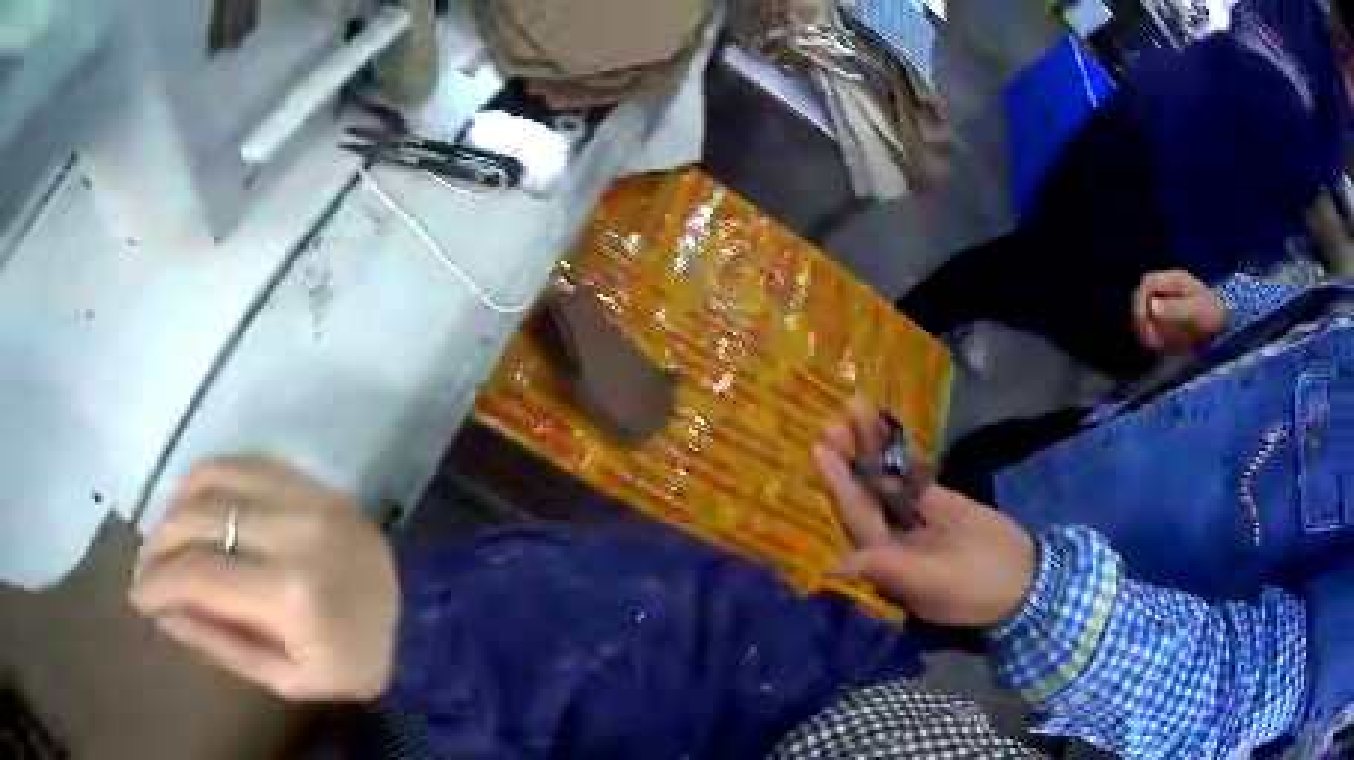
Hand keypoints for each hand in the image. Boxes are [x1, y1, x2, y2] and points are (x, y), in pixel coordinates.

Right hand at [130, 457, 399, 701]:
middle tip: (146, 569)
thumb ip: (221, 645)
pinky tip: (193, 503)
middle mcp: (292, 532)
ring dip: (175, 507)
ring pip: (212, 481)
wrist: (421, 620)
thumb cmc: (352, 663)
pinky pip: (241, 461)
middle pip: (197, 520)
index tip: (137, 596)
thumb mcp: (289, 679)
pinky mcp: (312, 480)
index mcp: (290, 596)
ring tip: (164, 539)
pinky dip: (205, 478)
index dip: (157, 583)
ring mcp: (305, 496)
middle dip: (158, 544)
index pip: (198, 575)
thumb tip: (163, 612)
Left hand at [812, 400, 1036, 627]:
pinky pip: (914, 476)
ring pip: (887, 480)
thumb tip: (834, 567)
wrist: (1023, 580)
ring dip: (872, 449)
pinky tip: (888, 428)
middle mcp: (892, 537)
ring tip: (857, 410)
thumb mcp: (935, 584)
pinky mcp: (939, 503)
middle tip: (833, 422)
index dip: (838, 484)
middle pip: (865, 494)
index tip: (819, 450)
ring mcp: (916, 518)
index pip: (856, 517)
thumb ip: (888, 570)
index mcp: (885, 561)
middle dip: (849, 458)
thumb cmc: (978, 588)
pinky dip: (902, 454)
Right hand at [1132, 270, 1227, 352]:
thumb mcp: (1195, 312)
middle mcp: (1169, 289)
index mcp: (1174, 280)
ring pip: (1147, 312)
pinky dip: (1153, 336)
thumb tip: (1151, 307)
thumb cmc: (1213, 317)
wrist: (1230, 332)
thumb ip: (1174, 309)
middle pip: (1144, 298)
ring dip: (1147, 329)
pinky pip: (1154, 324)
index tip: (1145, 324)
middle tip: (1150, 340)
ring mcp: (1170, 304)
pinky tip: (1160, 347)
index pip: (1147, 283)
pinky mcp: (1172, 320)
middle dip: (1142, 317)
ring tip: (1156, 346)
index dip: (1141, 302)